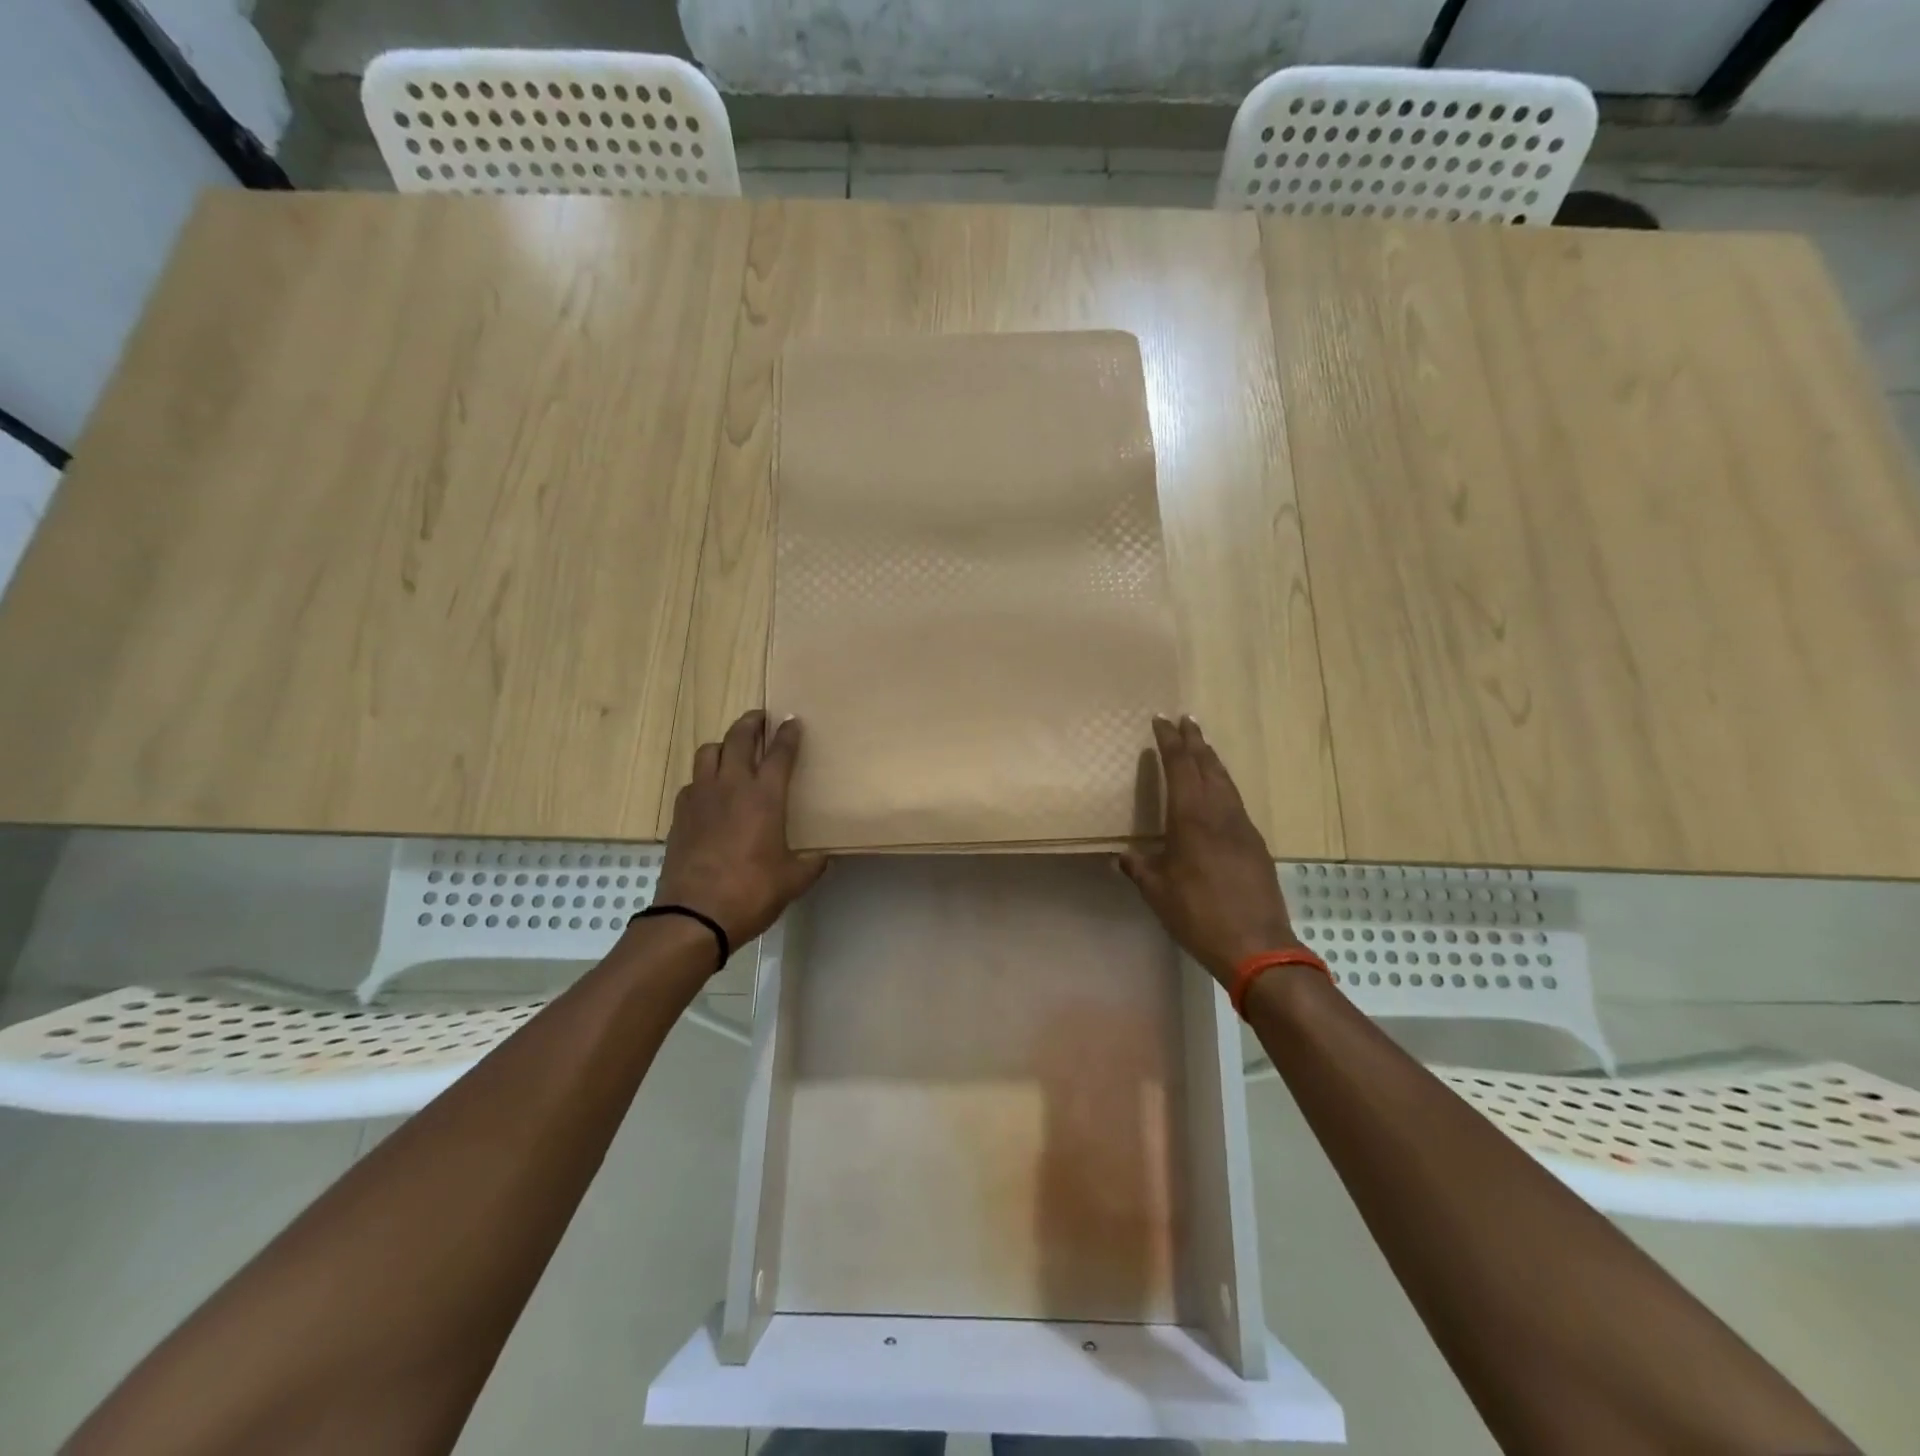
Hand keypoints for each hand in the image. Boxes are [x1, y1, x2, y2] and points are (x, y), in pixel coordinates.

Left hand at [654, 710, 826, 952]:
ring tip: (732, 749)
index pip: (780, 753)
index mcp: (765, 796)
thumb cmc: (751, 892)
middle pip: (739, 738)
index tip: (793, 720)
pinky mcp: (680, 813)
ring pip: (709, 752)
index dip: (788, 734)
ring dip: (723, 744)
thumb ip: (811, 863)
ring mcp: (701, 797)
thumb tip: (822, 856)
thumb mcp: (793, 880)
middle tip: (760, 717)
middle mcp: (732, 786)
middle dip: (751, 723)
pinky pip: (693, 781)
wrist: (694, 915)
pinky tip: (710, 790)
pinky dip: (704, 776)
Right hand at [1119, 716, 1300, 984]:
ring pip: (1226, 782)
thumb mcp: (1158, 892)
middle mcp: (1220, 814)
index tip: (1161, 721)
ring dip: (1212, 760)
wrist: (1257, 946)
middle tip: (1186, 720)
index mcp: (1191, 818)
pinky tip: (1220, 793)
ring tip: (1203, 746)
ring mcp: (1242, 828)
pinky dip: (1224, 785)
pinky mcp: (1256, 845)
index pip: (1180, 767)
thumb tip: (1123, 857)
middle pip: (1208, 766)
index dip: (1170, 741)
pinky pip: (1236, 802)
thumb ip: (1140, 868)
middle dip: (1195, 741)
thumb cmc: (1198, 915)